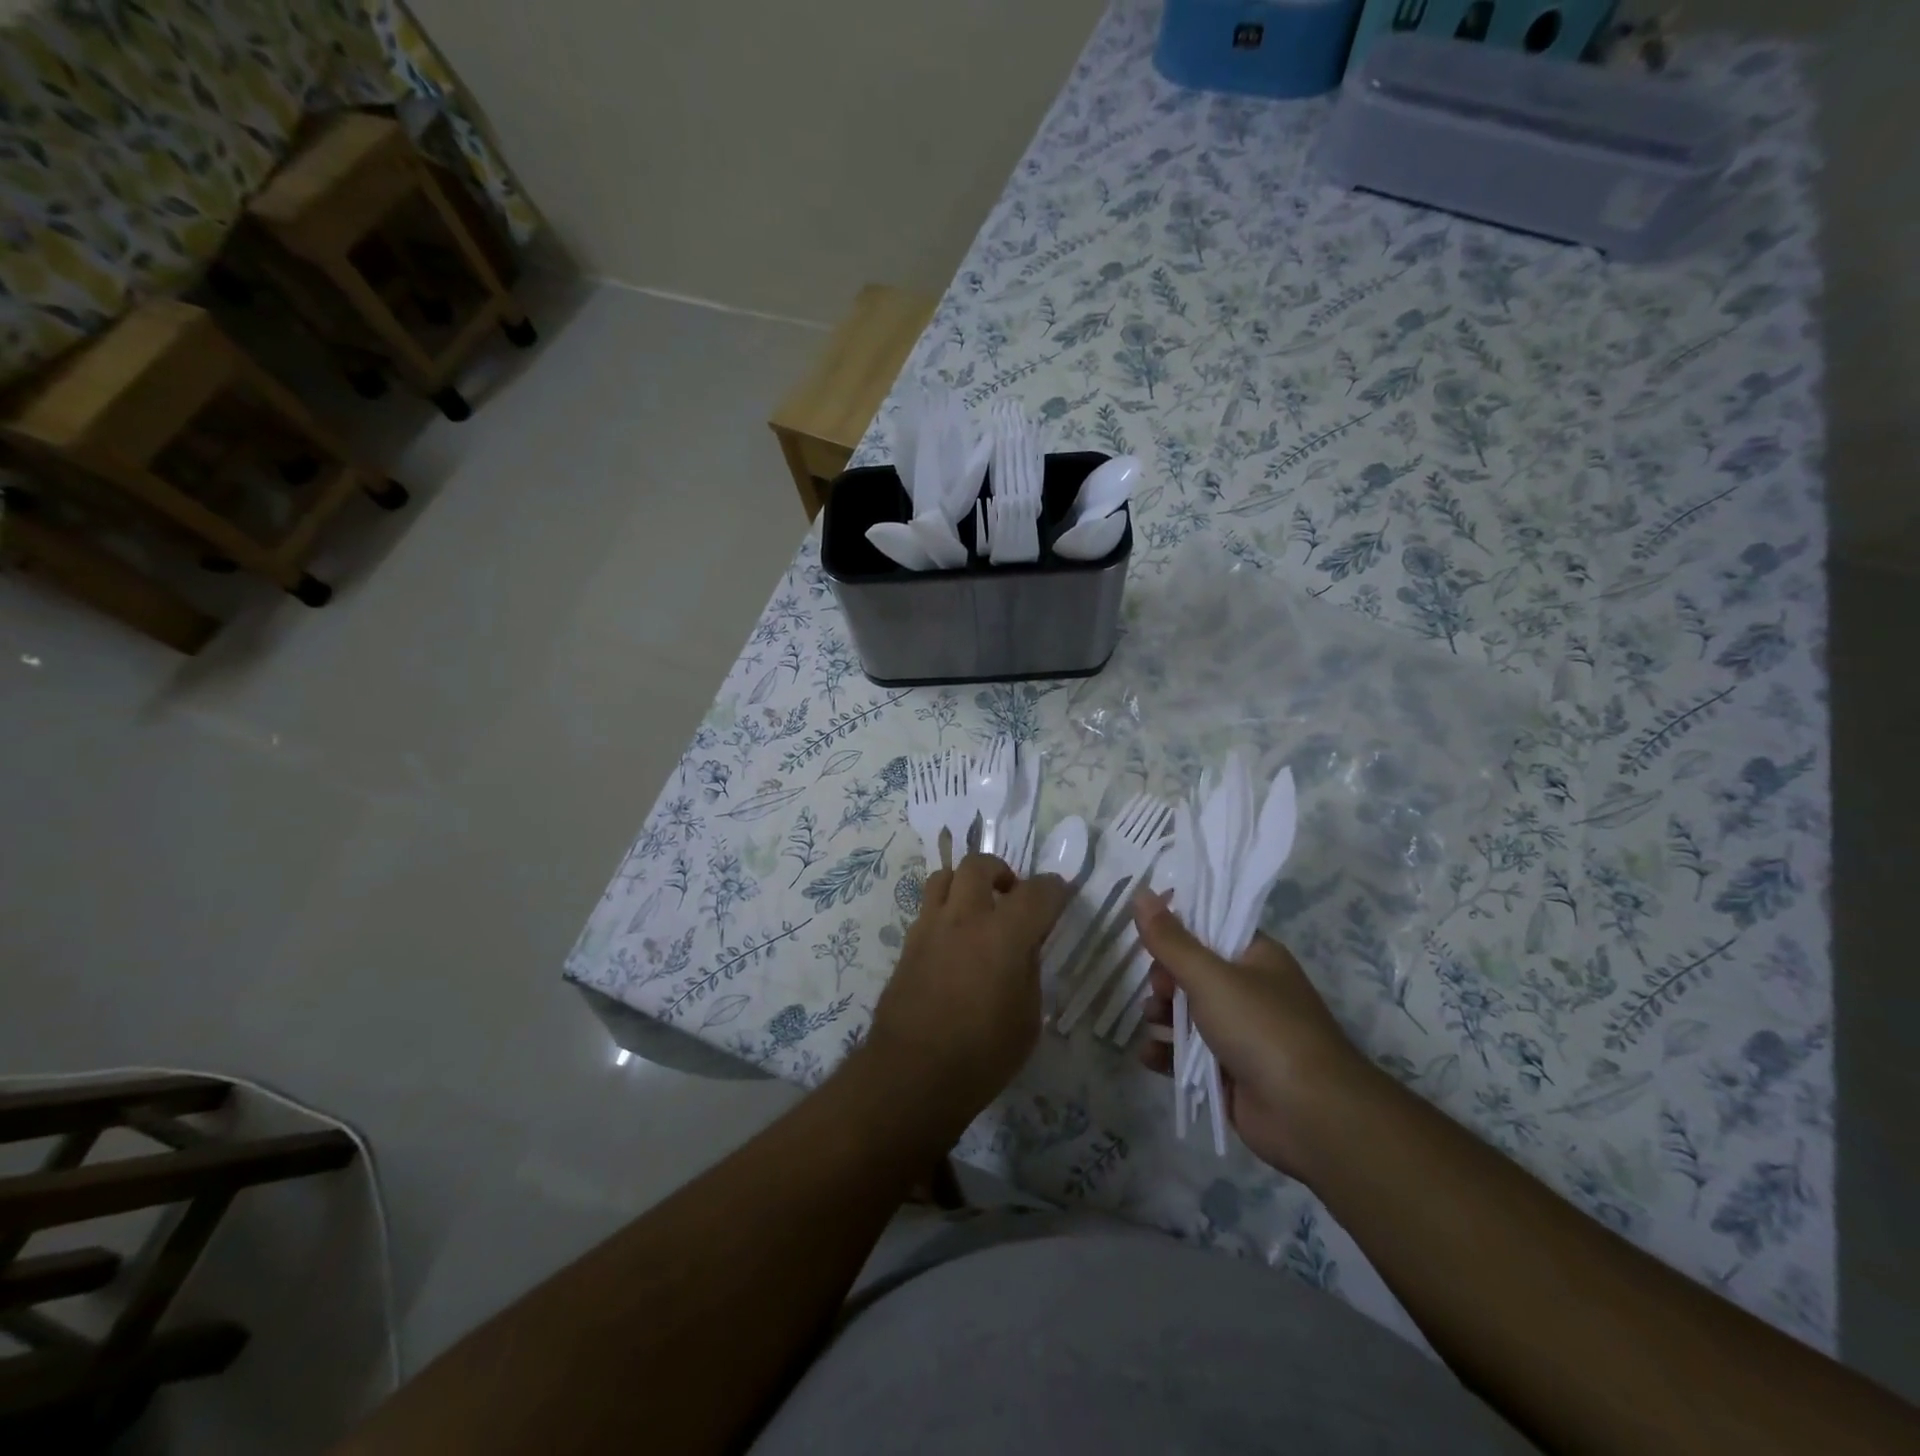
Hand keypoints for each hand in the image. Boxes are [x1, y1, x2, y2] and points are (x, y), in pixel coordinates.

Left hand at [864, 854, 1071, 1122]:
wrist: (912, 1075)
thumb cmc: (982, 1056)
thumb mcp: (1027, 1018)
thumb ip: (1028, 971)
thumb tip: (1024, 947)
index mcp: (1004, 935)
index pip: (1037, 891)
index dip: (1055, 889)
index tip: (1061, 896)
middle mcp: (965, 918)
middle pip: (979, 864)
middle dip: (1001, 871)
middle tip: (1011, 895)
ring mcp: (930, 927)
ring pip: (944, 876)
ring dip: (966, 883)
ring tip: (977, 909)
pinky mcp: (907, 944)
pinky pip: (928, 908)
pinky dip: (945, 910)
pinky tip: (954, 940)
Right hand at [1131, 887, 1376, 1178]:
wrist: (1311, 1116)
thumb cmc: (1262, 1029)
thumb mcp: (1210, 976)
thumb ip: (1170, 939)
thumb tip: (1141, 892)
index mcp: (1256, 957)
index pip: (1210, 928)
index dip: (1177, 930)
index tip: (1148, 936)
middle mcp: (1250, 990)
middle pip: (1193, 972)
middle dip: (1165, 979)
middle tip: (1158, 989)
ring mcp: (1241, 1034)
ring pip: (1188, 1014)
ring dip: (1162, 1015)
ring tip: (1152, 1021)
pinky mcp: (1230, 1072)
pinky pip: (1188, 1056)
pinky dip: (1167, 1054)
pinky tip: (1149, 1055)